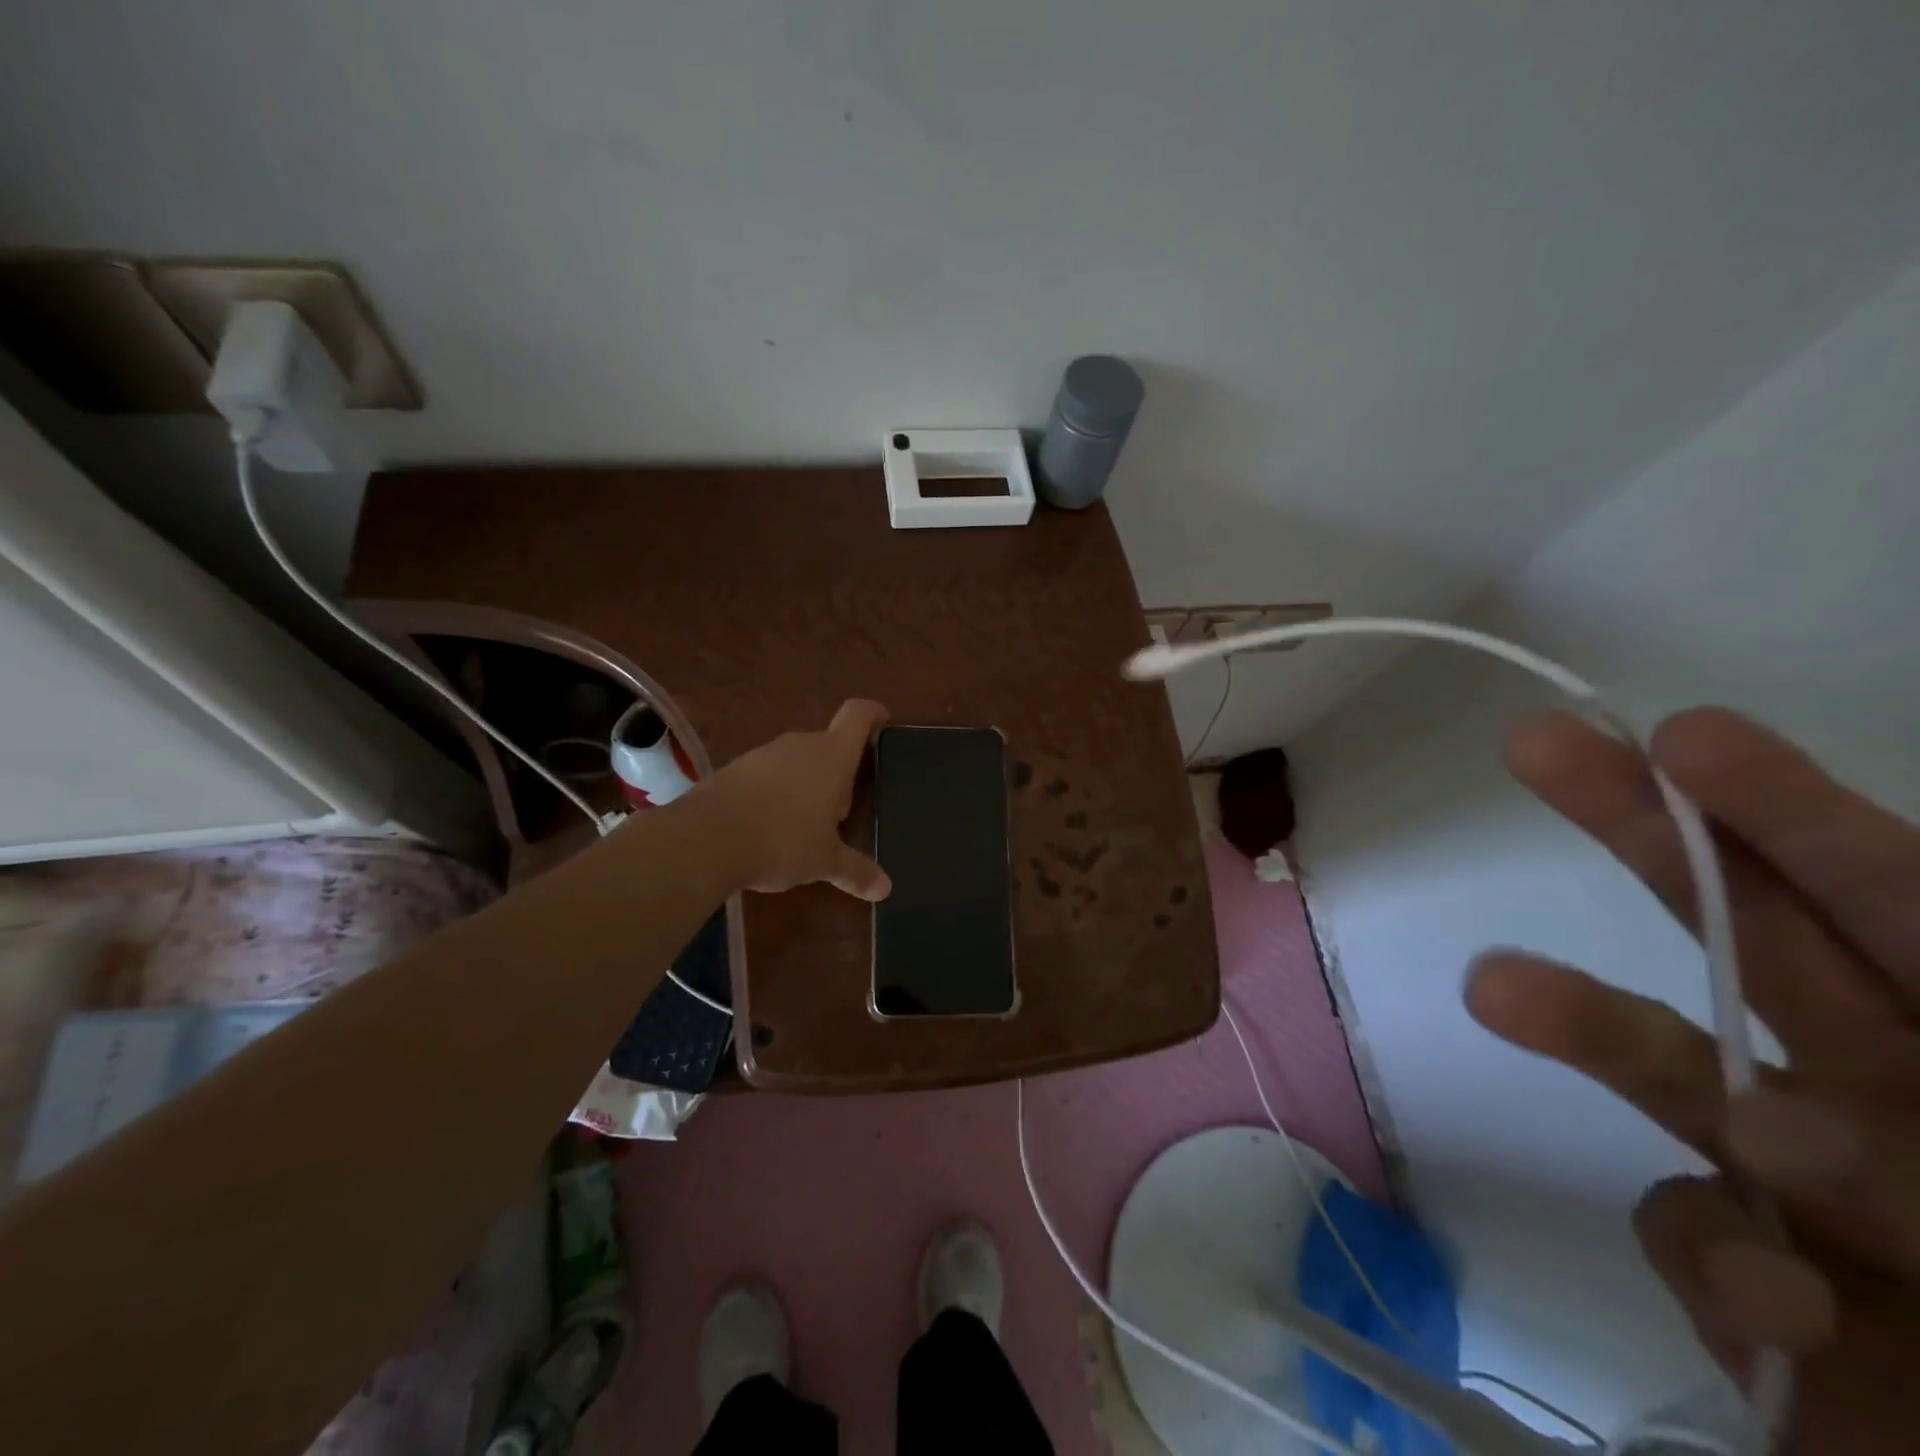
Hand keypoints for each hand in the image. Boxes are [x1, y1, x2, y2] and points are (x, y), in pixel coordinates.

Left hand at [703, 699, 891, 901]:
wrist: (705, 839)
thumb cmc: (781, 841)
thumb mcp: (824, 862)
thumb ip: (856, 871)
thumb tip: (886, 889)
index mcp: (832, 756)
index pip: (858, 714)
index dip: (874, 714)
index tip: (883, 726)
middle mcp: (800, 744)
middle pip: (829, 743)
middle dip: (840, 772)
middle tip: (843, 811)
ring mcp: (764, 753)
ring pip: (797, 759)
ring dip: (806, 783)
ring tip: (806, 825)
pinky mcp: (734, 768)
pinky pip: (767, 773)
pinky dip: (775, 792)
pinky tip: (769, 827)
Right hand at [1464, 708, 1919, 1451]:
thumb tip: (1759, 1121)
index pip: (1898, 903)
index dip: (1787, 815)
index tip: (1678, 737)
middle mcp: (1890, 1093)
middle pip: (1747, 937)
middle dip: (1640, 836)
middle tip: (1533, 747)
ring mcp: (1807, 1183)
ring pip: (1669, 1067)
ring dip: (1577, 1020)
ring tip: (1492, 990)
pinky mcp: (1747, 1273)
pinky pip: (1690, 1231)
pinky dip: (1710, 1252)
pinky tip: (1773, 1297)